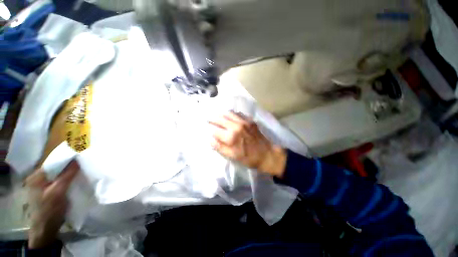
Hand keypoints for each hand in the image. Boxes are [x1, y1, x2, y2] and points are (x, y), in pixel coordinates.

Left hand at [25, 161, 78, 248]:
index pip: (54, 162)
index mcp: (37, 176)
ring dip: (70, 174)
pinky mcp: (49, 191)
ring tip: (82, 171)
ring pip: (59, 175)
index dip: (68, 159)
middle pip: (57, 168)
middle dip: (70, 167)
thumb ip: (67, 175)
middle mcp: (39, 178)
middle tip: (84, 164)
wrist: (45, 230)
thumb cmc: (49, 210)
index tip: (82, 157)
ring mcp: (43, 185)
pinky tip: (76, 181)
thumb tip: (77, 159)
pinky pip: (60, 182)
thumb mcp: (58, 192)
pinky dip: (68, 180)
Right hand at [209, 112, 286, 177]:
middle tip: (208, 118)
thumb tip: (210, 139)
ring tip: (217, 116)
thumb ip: (220, 147)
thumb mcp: (233, 156)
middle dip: (212, 118)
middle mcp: (236, 126)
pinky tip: (230, 117)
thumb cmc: (249, 158)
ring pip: (229, 113)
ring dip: (221, 114)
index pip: (215, 130)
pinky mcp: (250, 120)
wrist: (267, 154)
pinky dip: (231, 114)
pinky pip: (238, 114)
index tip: (206, 128)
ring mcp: (244, 121)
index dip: (209, 129)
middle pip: (220, 118)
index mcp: (231, 137)